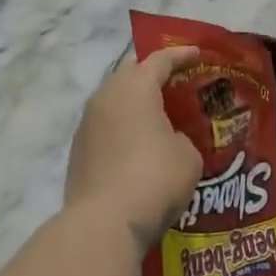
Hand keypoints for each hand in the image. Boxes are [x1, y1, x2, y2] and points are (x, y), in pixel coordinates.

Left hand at [66, 47, 202, 247]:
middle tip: (177, 84)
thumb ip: (181, 137)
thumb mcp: (188, 155)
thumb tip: (169, 140)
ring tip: (160, 116)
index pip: (160, 60)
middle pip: (131, 75)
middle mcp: (105, 97)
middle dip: (153, 76)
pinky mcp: (78, 152)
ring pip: (115, 102)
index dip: (181, 55)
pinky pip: (106, 127)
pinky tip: (140, 145)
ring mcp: (86, 125)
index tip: (198, 54)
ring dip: (136, 104)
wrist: (106, 222)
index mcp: (135, 88)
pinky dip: (124, 128)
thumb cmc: (155, 177)